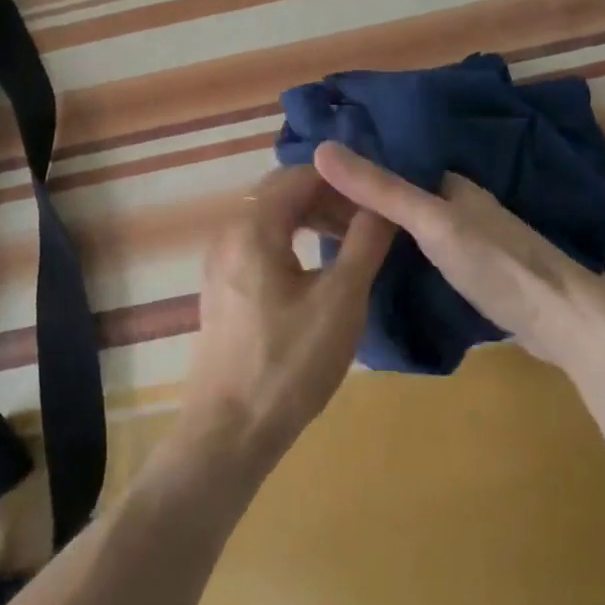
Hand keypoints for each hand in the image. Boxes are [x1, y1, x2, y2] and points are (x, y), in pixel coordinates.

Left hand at [178, 166, 395, 474]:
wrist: (230, 429)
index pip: (301, 175)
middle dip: (328, 196)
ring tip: (350, 240)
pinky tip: (318, 266)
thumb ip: (364, 242)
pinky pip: (259, 242)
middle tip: (369, 219)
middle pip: (281, 192)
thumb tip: (384, 203)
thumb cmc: (290, 363)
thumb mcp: (341, 301)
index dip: (344, 180)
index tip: (380, 195)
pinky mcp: (222, 285)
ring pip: (270, 217)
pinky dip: (291, 239)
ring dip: (310, 218)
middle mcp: (229, 232)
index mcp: (253, 227)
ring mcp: (220, 260)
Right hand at [312, 141, 604, 370]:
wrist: (564, 321)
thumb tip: (321, 149)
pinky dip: (394, 254)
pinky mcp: (474, 271)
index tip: (304, 186)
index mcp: (449, 183)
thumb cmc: (496, 264)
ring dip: (374, 230)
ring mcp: (468, 239)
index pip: (388, 167)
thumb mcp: (431, 223)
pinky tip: (373, 269)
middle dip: (357, 204)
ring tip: (326, 244)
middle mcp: (457, 204)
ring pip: (408, 227)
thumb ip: (380, 189)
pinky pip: (420, 253)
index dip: (349, 174)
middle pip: (396, 197)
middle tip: (305, 221)